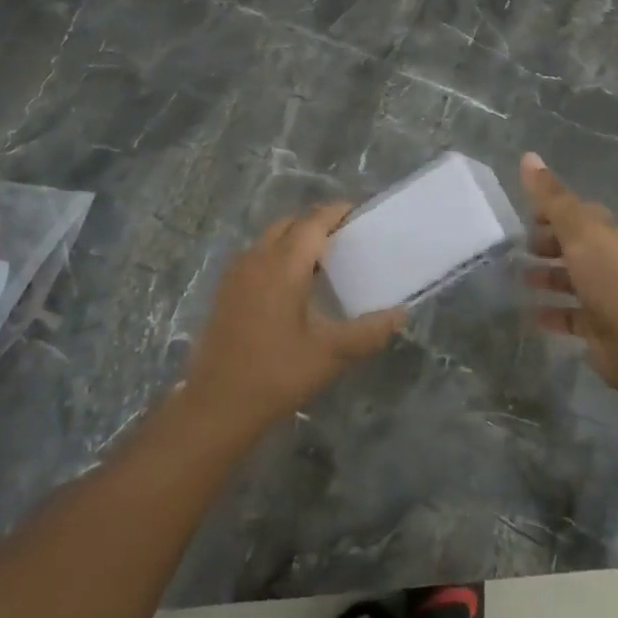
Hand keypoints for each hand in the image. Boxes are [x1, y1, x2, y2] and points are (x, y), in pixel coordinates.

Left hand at [185, 203, 404, 434]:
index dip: (336, 212)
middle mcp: (257, 259)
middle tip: (345, 238)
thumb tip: (401, 314)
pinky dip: (276, 254)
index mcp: (284, 265)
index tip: (359, 213)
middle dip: (316, 223)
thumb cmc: (276, 374)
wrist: (216, 406)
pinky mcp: (225, 291)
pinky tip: (291, 284)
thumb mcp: (331, 354)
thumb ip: (369, 331)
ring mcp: (236, 274)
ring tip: (322, 259)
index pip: (313, 222)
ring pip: (269, 238)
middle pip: (289, 224)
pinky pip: (256, 256)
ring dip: (295, 238)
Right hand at [519, 153, 617, 392]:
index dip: (552, 210)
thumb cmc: (606, 276)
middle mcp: (607, 260)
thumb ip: (551, 196)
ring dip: (546, 276)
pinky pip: (569, 315)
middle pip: (573, 245)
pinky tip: (530, 314)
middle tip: (518, 247)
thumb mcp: (576, 230)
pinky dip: (551, 312)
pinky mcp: (597, 325)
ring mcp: (604, 293)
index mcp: (605, 233)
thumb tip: (528, 156)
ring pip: (570, 279)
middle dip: (547, 243)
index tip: (526, 215)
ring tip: (519, 278)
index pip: (578, 213)